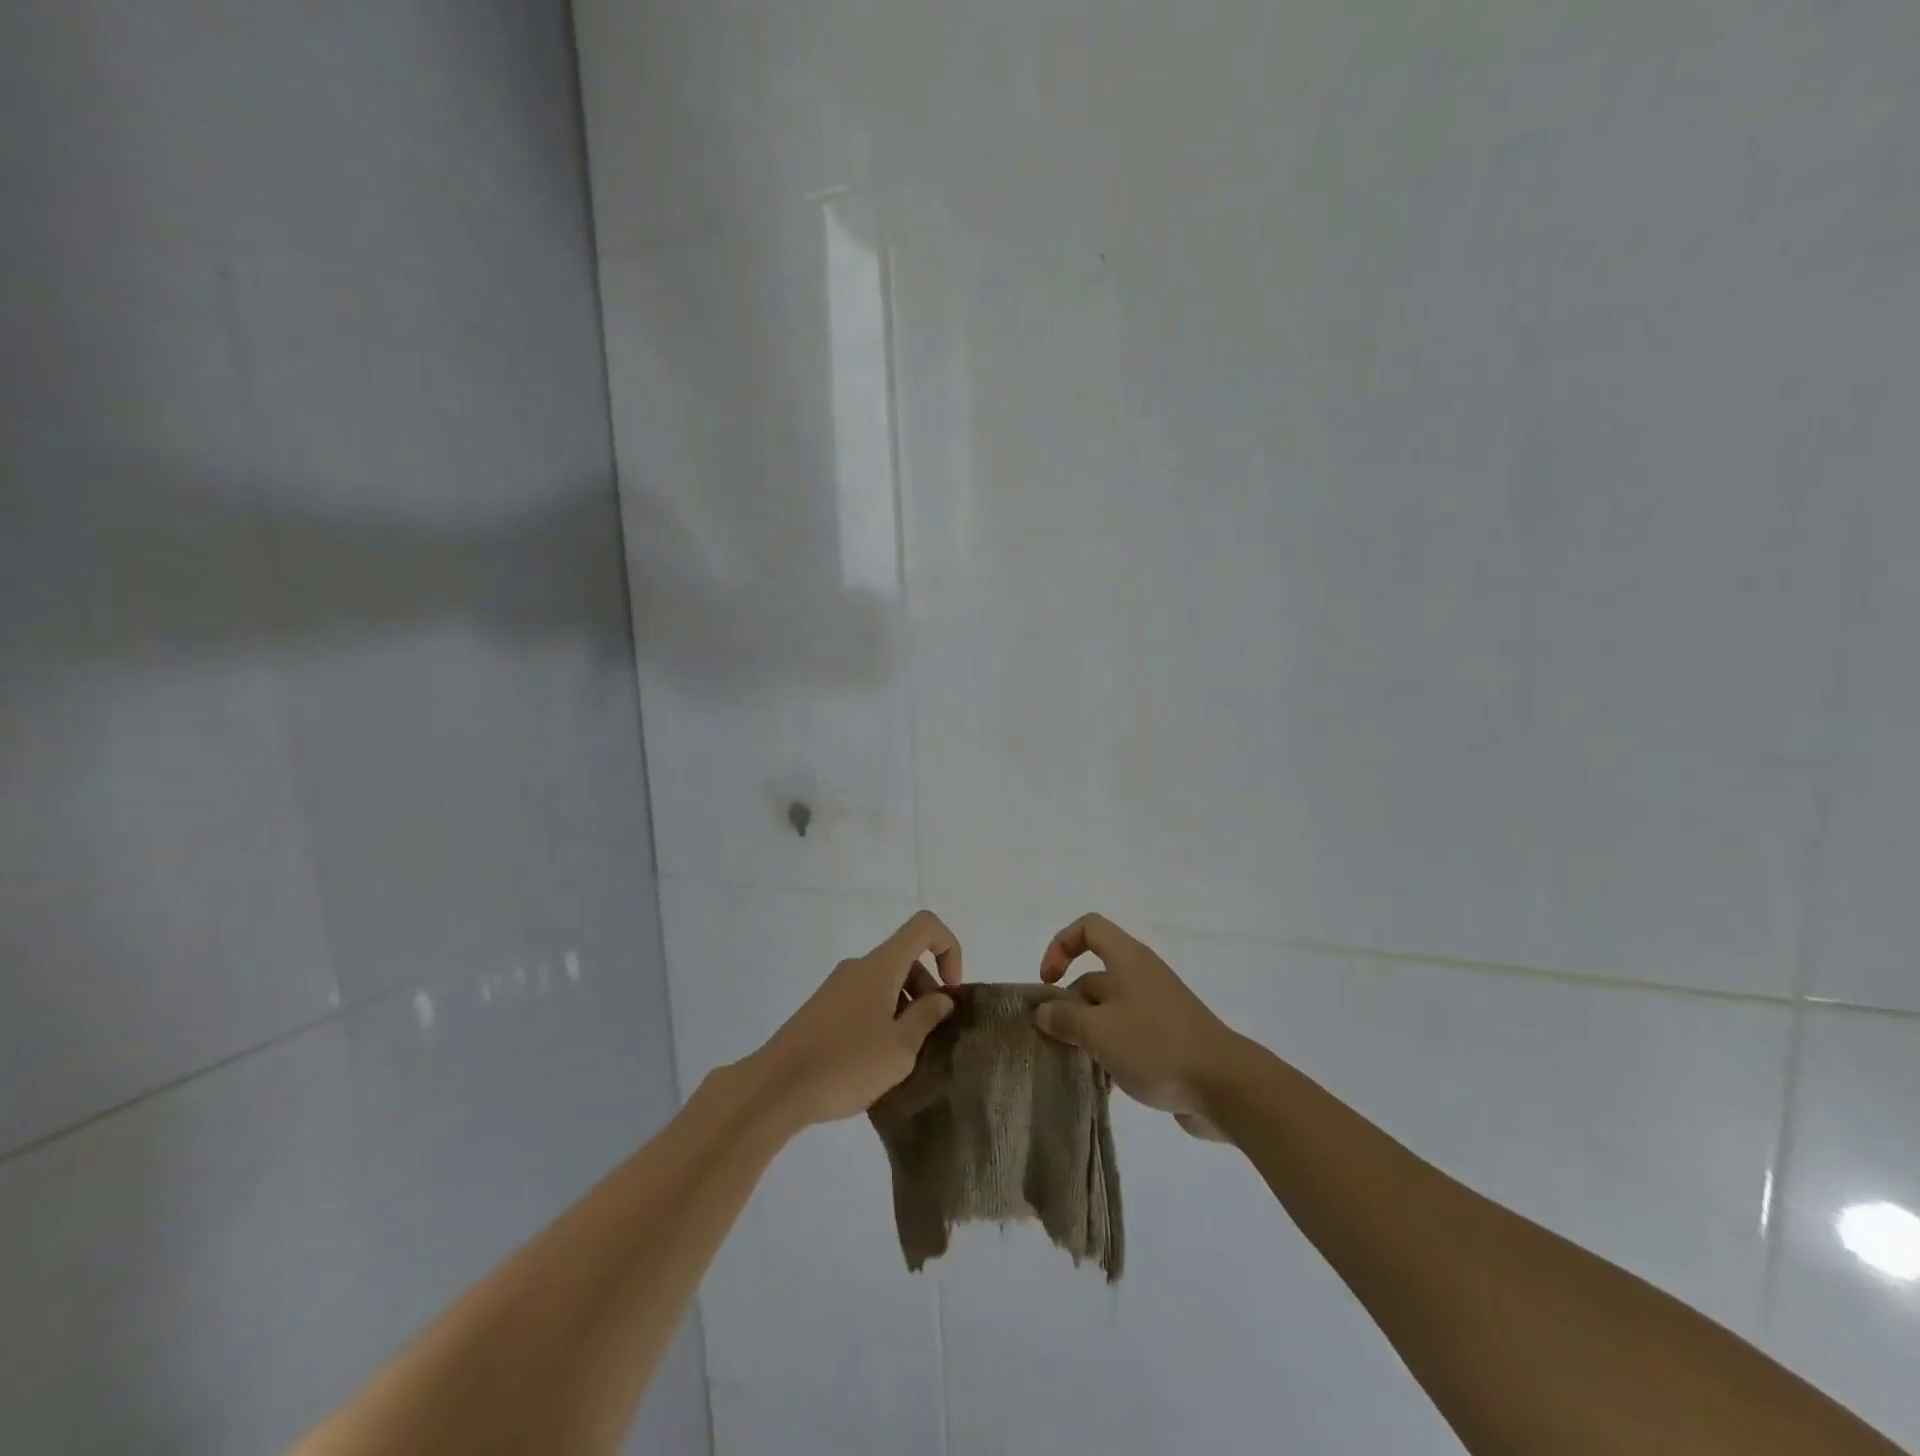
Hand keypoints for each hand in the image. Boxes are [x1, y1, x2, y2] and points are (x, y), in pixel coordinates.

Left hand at [752, 910, 962, 1127]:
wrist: (776, 1088)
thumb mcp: (900, 1048)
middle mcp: (858, 967)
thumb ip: (926, 1018)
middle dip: (928, 989)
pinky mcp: (821, 1010)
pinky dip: (882, 1018)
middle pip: (905, 958)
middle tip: (929, 1036)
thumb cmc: (846, 1064)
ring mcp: (836, 987)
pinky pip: (864, 1000)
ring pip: (885, 982)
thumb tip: (940, 998)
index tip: (950, 991)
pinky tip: (875, 1061)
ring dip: (905, 1008)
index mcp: (881, 966)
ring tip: (904, 1056)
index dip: (949, 948)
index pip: (924, 926)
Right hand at [1036, 913, 1237, 1139]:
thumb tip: (1044, 1011)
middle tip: (1054, 1038)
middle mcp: (1141, 977)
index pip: (1088, 928)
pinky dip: (1110, 1052)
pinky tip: (1101, 1083)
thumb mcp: (1099, 1031)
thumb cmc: (1155, 1045)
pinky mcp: (1167, 1039)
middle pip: (1094, 976)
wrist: (1225, 1086)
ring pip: (1108, 1011)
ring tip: (1074, 1064)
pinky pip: (1127, 1036)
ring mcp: (1156, 1009)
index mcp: (1127, 960)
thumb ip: (1065, 1018)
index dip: (1061, 945)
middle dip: (1069, 1004)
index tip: (1048, 982)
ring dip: (1087, 1033)